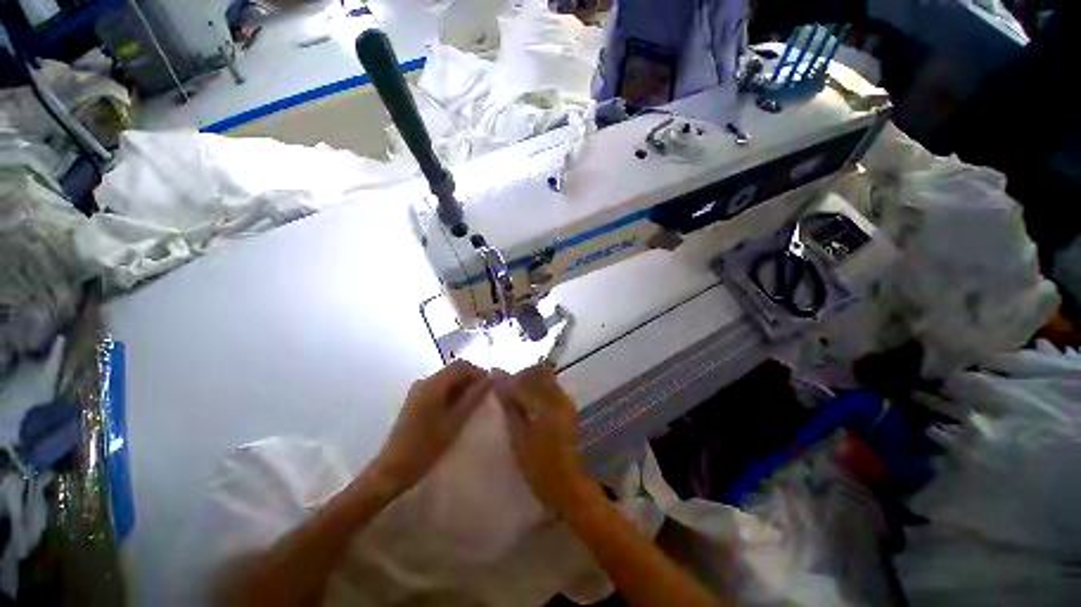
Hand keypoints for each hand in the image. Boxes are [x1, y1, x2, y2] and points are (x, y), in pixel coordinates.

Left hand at [374, 361, 492, 493]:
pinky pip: (439, 389)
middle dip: (471, 379)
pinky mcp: (415, 401)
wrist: (393, 470)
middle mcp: (424, 381)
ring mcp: (418, 391)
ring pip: (447, 380)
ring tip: (475, 403)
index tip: (492, 387)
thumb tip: (491, 378)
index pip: (461, 365)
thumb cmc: (427, 446)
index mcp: (433, 383)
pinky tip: (459, 409)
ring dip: (462, 387)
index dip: (479, 372)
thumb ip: (474, 397)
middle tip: (486, 395)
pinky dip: (452, 394)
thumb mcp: (456, 420)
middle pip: (453, 371)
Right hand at [493, 366, 591, 512]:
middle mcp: (559, 396)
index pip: (523, 380)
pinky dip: (538, 391)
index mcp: (546, 403)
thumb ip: (509, 407)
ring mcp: (566, 401)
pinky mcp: (568, 407)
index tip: (492, 381)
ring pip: (544, 379)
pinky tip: (529, 405)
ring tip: (516, 399)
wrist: (570, 485)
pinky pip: (550, 388)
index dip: (506, 380)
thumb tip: (498, 382)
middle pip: (536, 374)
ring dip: (529, 384)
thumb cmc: (540, 466)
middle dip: (519, 379)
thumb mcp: (519, 438)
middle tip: (505, 392)